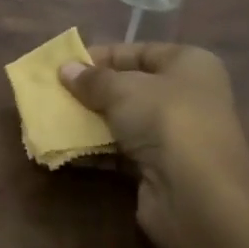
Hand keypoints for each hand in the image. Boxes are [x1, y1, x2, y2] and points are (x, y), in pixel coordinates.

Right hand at [60, 43, 248, 247]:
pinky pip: (121, 153)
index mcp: (189, 65)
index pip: (139, 52)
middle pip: (131, 88)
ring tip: (52, 119)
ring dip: (89, 122)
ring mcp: (175, 137)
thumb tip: (65, 69)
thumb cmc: (165, 120)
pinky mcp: (160, 170)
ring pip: (124, 122)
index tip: (65, 65)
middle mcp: (187, 97)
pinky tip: (65, 149)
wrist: (196, 195)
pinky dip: (95, 150)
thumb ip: (92, 79)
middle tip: (54, 93)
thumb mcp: (122, 89)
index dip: (102, 56)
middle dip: (91, 92)